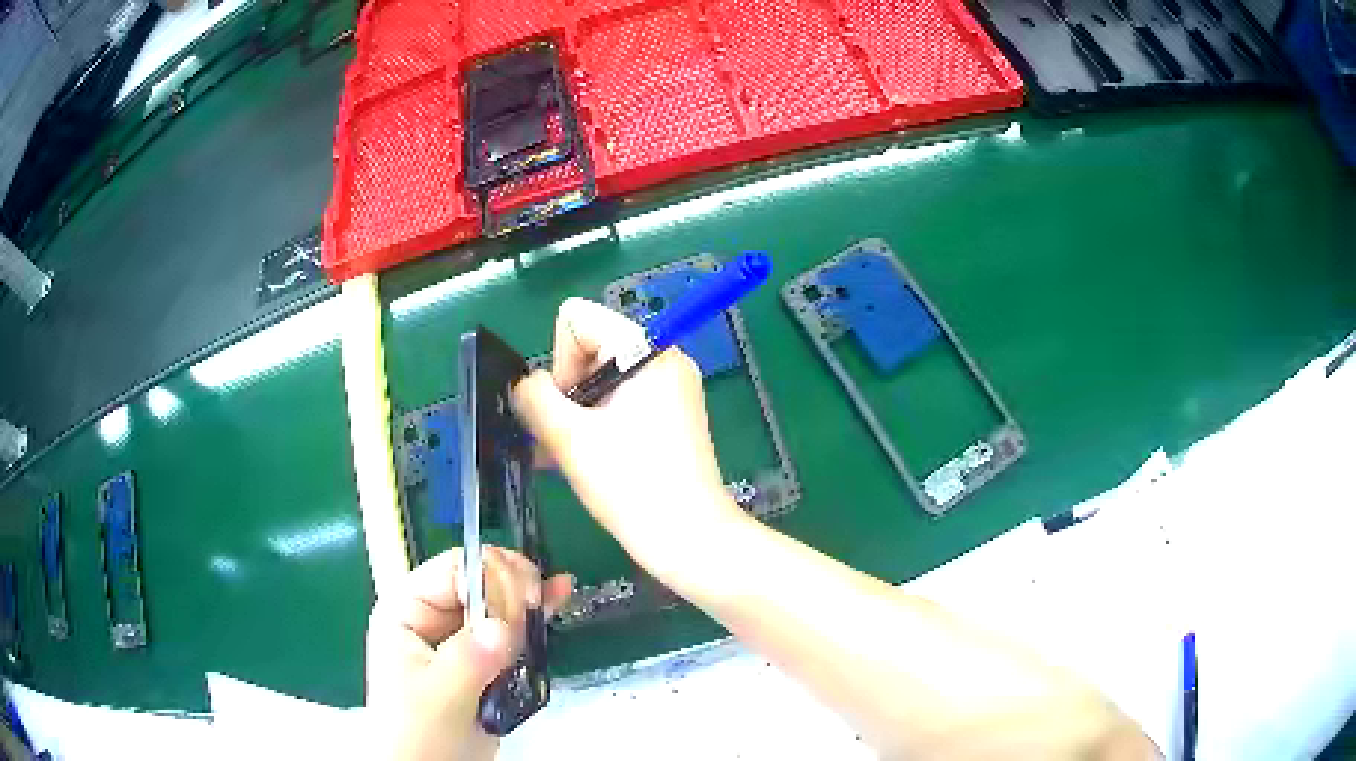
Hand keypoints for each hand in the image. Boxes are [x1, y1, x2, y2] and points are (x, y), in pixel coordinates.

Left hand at [365, 547, 571, 760]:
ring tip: (554, 595)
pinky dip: (533, 615)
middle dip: (511, 586)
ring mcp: (460, 636)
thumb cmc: (417, 731)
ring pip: (499, 600)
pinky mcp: (484, 658)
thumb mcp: (438, 695)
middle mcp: (432, 614)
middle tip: (537, 606)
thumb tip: (504, 627)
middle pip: (479, 578)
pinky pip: (511, 627)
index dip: (490, 578)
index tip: (523, 602)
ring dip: (528, 596)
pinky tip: (557, 596)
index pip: (452, 570)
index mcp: (407, 609)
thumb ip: (469, 658)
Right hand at [512, 298, 746, 570]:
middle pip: (590, 348)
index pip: (577, 319)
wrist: (689, 537)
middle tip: (567, 440)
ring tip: (571, 456)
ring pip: (602, 379)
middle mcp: (664, 357)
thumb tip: (524, 383)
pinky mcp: (673, 414)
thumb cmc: (631, 485)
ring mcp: (672, 387)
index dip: (560, 362)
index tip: (571, 411)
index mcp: (647, 349)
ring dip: (579, 413)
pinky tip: (588, 459)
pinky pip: (622, 401)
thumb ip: (534, 397)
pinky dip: (600, 423)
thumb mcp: (569, 437)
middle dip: (569, 392)